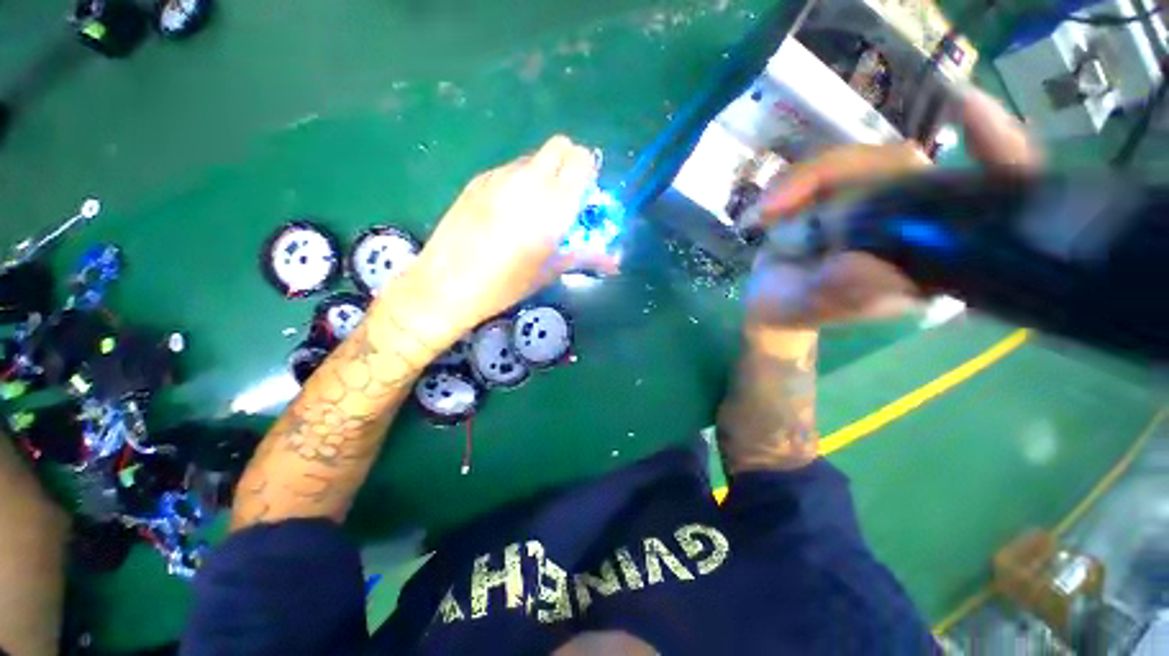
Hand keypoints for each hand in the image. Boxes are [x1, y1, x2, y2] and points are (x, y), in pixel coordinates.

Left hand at [405, 136, 616, 334]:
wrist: (446, 284)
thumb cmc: (504, 285)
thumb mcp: (548, 272)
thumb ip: (583, 257)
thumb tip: (613, 263)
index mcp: (552, 205)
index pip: (582, 160)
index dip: (588, 174)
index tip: (584, 197)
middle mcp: (528, 181)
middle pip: (560, 146)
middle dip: (569, 165)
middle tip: (564, 198)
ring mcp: (499, 176)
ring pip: (534, 158)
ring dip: (544, 174)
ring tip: (533, 209)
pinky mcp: (478, 180)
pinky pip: (510, 168)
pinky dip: (519, 181)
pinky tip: (507, 211)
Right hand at [745, 85, 1040, 328]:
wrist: (768, 300)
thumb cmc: (794, 309)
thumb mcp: (810, 306)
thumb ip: (837, 291)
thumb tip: (862, 263)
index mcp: (929, 258)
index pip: (989, 202)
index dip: (996, 152)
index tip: (966, 107)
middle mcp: (913, 222)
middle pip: (902, 166)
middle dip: (841, 172)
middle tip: (778, 204)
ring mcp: (876, 202)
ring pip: (858, 161)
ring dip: (803, 181)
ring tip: (765, 214)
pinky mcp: (843, 193)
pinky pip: (827, 168)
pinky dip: (792, 183)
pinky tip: (766, 210)